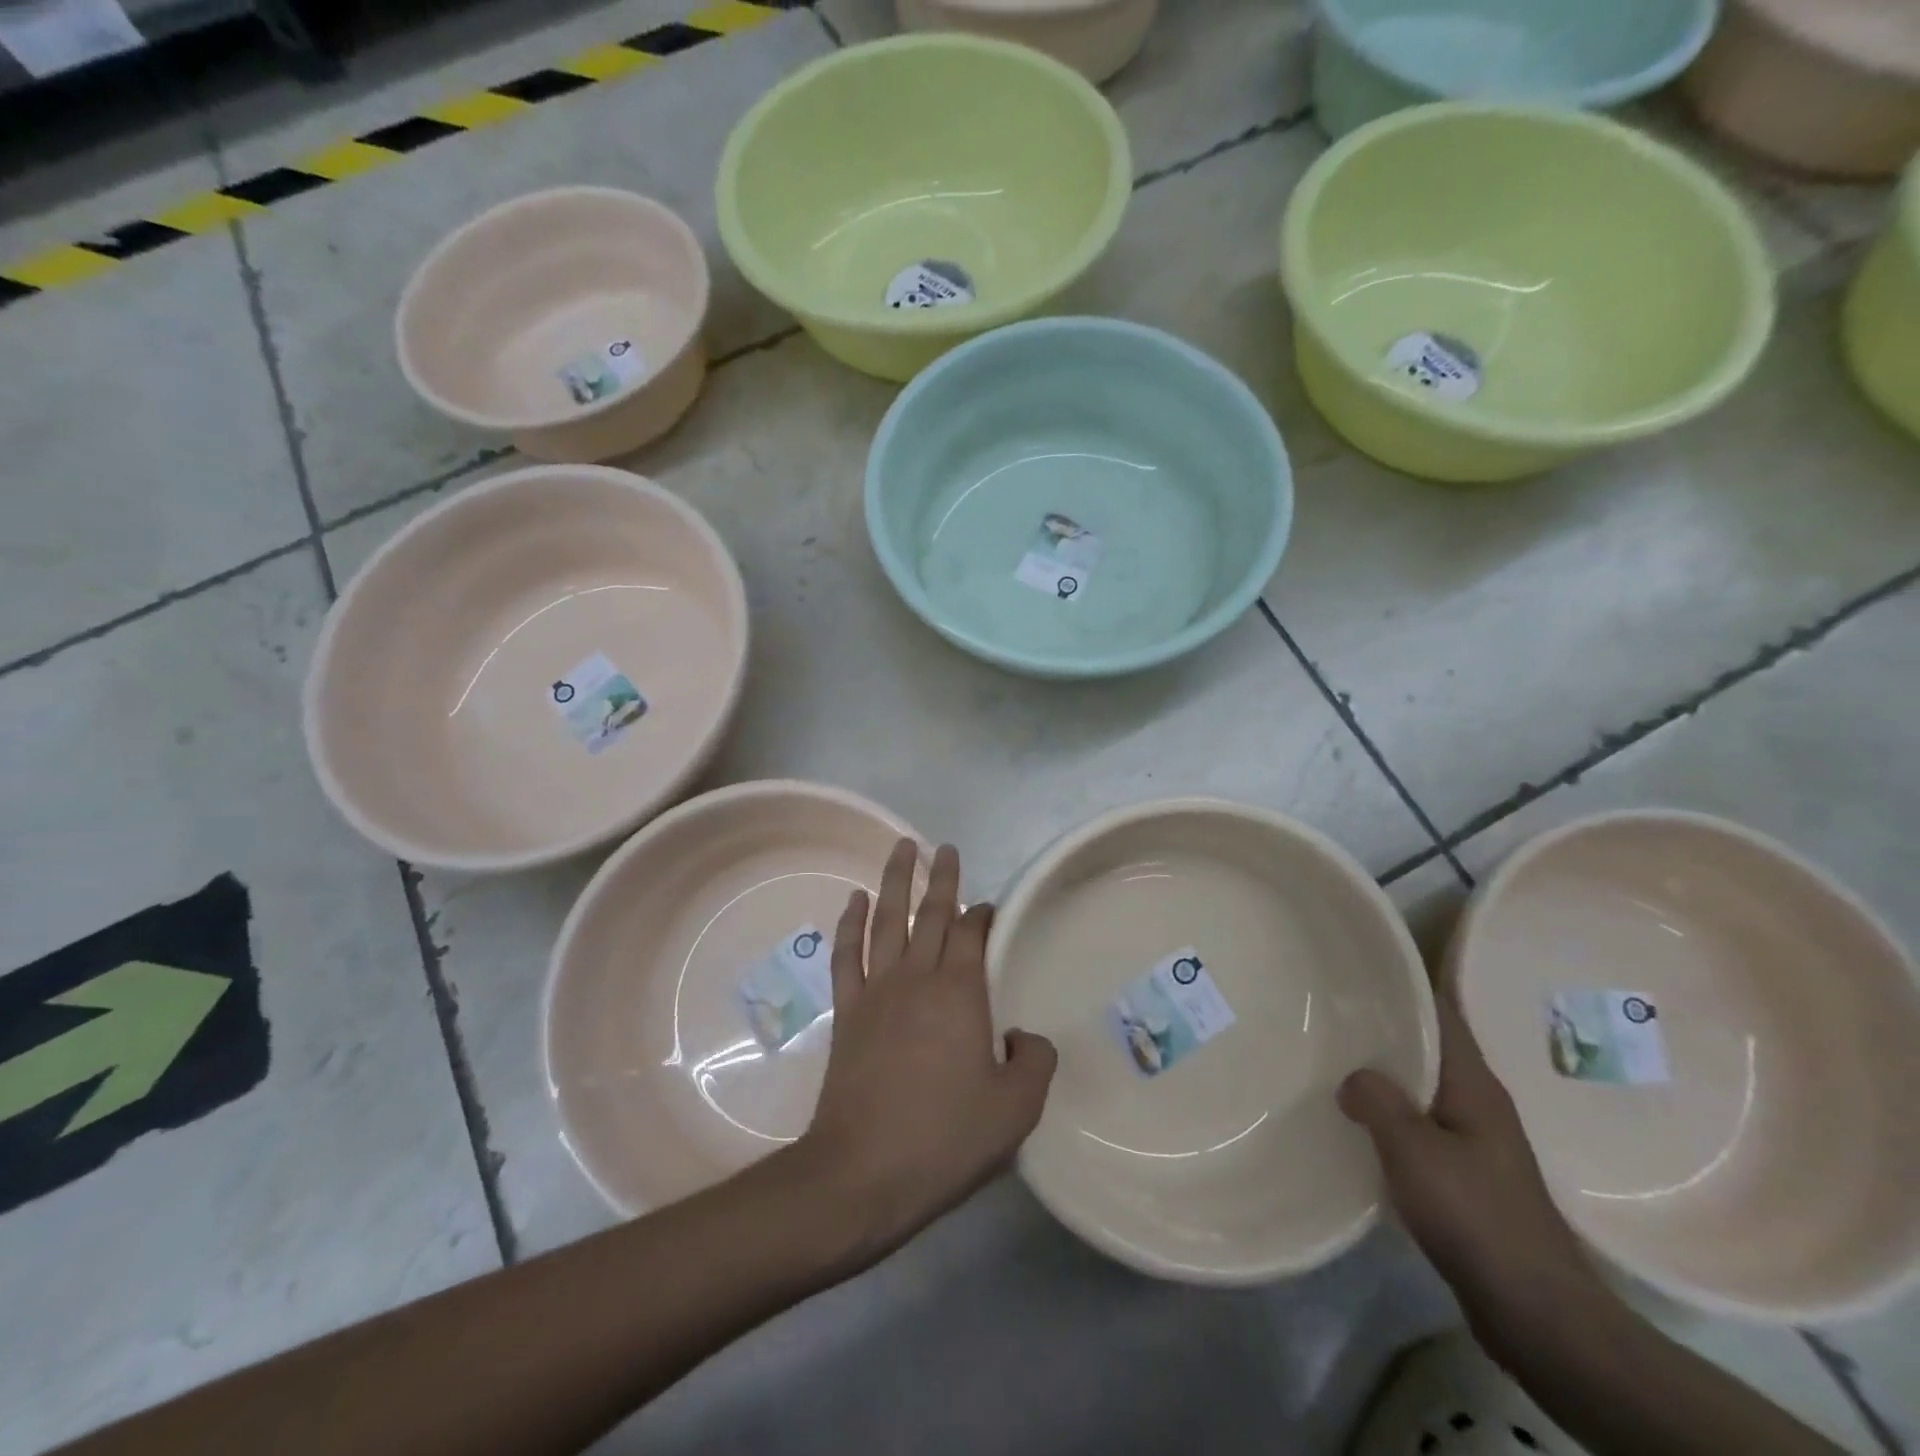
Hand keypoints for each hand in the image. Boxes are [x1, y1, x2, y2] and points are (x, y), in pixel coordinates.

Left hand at [796, 839, 1056, 1263]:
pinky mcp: (848, 1011)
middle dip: (941, 878)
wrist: (861, 1173)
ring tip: (902, 848)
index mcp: (961, 994)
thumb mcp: (1015, 1109)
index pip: (973, 934)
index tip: (990, 907)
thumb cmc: (944, 1139)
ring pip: (888, 920)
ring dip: (895, 880)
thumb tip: (1023, 1035)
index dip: (983, 914)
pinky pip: (848, 953)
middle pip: (932, 914)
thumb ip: (1033, 1060)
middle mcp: (918, 978)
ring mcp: (877, 991)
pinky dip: (851, 922)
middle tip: (945, 847)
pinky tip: (855, 900)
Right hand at [1339, 990, 1614, 1358]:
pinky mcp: (1464, 1171)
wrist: (1537, 1312)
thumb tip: (1352, 1075)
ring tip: (1331, 1052)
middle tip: (1327, 1005)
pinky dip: (1388, 1108)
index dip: (1405, 980)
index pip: (1440, 1010)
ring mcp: (1473, 1137)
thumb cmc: (1477, 1217)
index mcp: (1472, 1083)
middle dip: (1383, 1022)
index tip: (1359, 961)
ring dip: (1384, 1067)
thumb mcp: (1415, 1152)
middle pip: (1427, 1043)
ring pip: (1420, 1082)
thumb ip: (1379, 1102)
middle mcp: (1476, 1100)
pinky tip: (1356, 1116)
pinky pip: (1418, 1119)